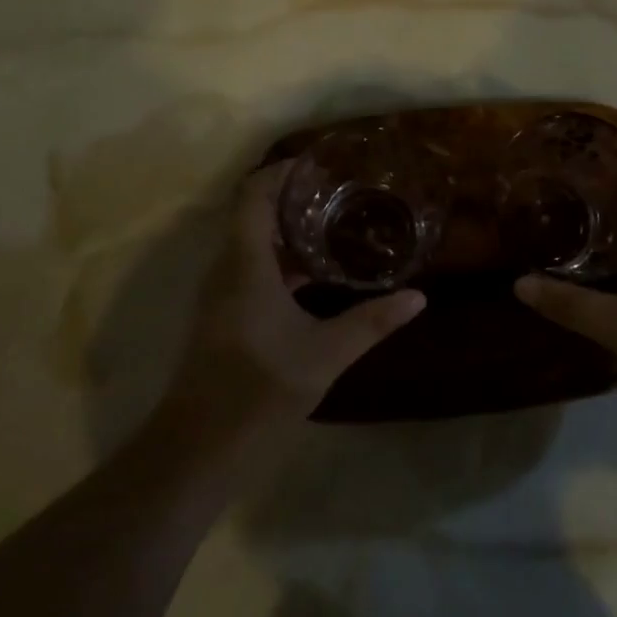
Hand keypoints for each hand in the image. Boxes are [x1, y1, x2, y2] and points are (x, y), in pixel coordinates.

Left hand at [165, 161, 424, 427]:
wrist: (198, 450)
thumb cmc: (259, 391)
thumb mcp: (325, 354)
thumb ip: (372, 321)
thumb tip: (418, 296)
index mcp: (246, 264)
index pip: (254, 195)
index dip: (282, 172)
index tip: (320, 166)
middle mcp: (227, 269)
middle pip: (253, 214)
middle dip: (293, 199)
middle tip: (341, 194)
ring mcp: (221, 295)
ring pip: (252, 244)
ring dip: (289, 231)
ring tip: (336, 226)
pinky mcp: (224, 317)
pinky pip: (252, 270)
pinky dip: (282, 262)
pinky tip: (316, 277)